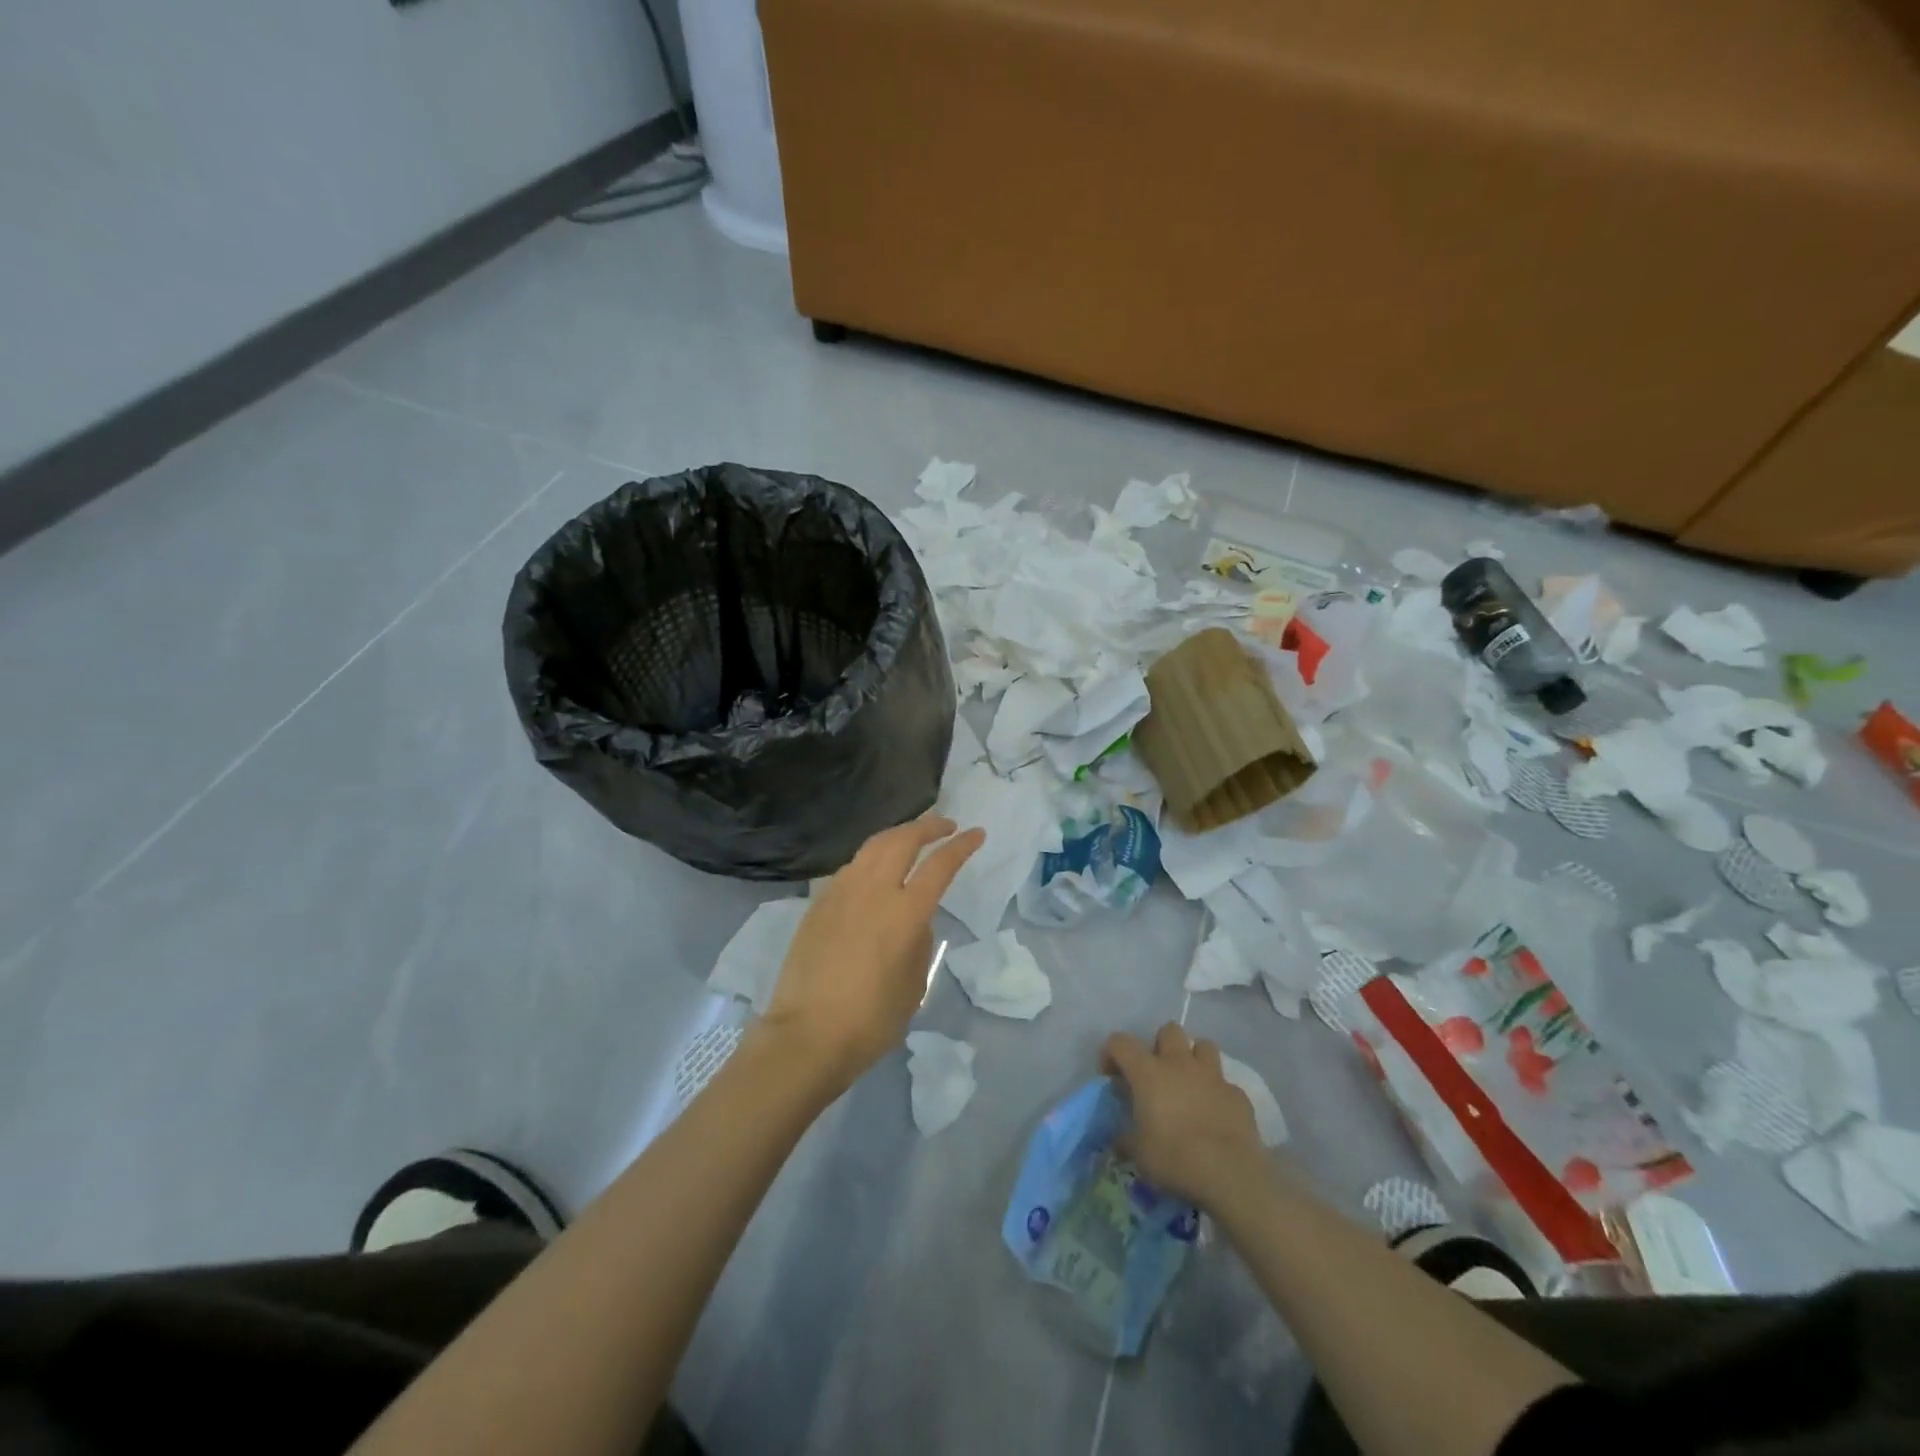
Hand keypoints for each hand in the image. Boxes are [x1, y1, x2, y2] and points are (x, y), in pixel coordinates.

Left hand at [762, 813, 984, 1093]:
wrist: (807, 1035)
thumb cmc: (871, 1020)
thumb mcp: (914, 983)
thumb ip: (919, 941)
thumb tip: (914, 920)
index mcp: (905, 913)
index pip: (940, 865)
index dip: (962, 846)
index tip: (977, 833)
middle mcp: (873, 891)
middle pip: (902, 839)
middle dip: (928, 826)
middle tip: (945, 825)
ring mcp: (841, 893)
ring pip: (872, 846)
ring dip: (897, 835)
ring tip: (911, 838)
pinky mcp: (818, 903)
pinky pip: (850, 868)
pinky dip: (871, 859)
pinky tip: (875, 871)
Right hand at [1102, 1023, 1267, 1208]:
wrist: (1229, 1175)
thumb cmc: (1175, 1159)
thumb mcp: (1139, 1154)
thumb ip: (1126, 1139)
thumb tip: (1121, 1138)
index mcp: (1148, 1072)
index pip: (1120, 1042)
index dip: (1111, 1053)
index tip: (1112, 1076)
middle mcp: (1180, 1064)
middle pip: (1169, 1030)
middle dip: (1161, 1046)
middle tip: (1157, 1074)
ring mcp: (1213, 1076)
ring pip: (1203, 1046)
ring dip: (1194, 1059)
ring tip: (1189, 1084)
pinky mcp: (1238, 1095)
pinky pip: (1225, 1084)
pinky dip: (1218, 1093)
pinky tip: (1216, 1115)